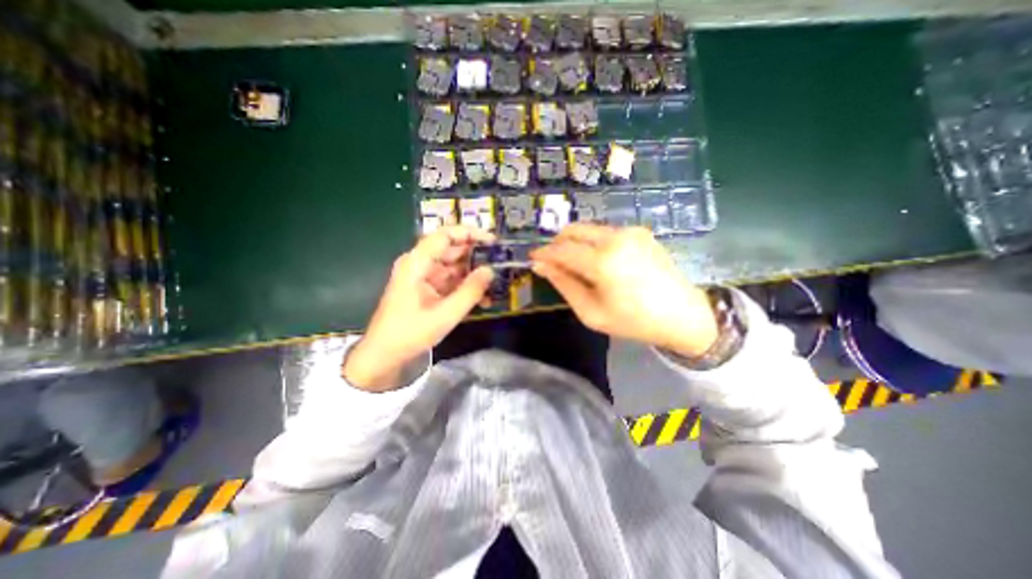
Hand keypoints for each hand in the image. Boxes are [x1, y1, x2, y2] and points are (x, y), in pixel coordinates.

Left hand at [342, 225, 496, 392]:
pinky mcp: (427, 289)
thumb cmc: (410, 333)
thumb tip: (490, 270)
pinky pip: (450, 281)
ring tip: (495, 283)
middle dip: (476, 255)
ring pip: (453, 266)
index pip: (444, 235)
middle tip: (500, 263)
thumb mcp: (445, 314)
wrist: (385, 355)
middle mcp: (419, 264)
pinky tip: (483, 299)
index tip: (492, 241)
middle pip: (451, 249)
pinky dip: (465, 287)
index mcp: (417, 263)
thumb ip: (470, 291)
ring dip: (473, 274)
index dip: (469, 233)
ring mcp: (423, 277)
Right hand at [531, 225, 718, 357]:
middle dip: (558, 244)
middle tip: (554, 264)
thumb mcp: (591, 312)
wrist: (683, 316)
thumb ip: (564, 284)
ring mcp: (630, 231)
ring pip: (589, 229)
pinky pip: (606, 232)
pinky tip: (601, 263)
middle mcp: (615, 237)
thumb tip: (541, 266)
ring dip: (576, 243)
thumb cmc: (634, 321)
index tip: (532, 259)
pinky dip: (593, 243)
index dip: (543, 253)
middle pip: (573, 230)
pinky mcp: (640, 232)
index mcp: (603, 261)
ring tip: (578, 266)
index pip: (561, 249)